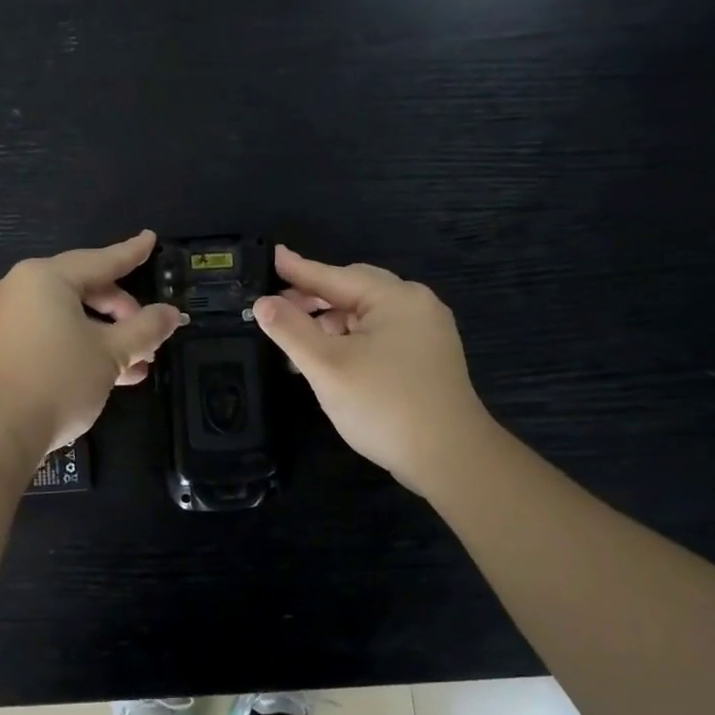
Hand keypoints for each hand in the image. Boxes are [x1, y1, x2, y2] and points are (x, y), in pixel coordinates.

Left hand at [0, 231, 184, 466]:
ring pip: (70, 316)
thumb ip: (145, 329)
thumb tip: (172, 314)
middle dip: (123, 315)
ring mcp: (8, 317)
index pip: (101, 260)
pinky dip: (80, 346)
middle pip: (86, 289)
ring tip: (138, 367)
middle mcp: (22, 288)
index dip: (132, 253)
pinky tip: (110, 374)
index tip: (151, 239)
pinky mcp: (2, 346)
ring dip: (106, 337)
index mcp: (46, 278)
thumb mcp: (111, 354)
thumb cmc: (57, 380)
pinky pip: (51, 333)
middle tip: (150, 340)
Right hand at [252, 245, 488, 497]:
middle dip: (314, 299)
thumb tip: (263, 302)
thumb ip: (291, 330)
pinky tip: (331, 358)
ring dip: (331, 322)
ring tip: (299, 341)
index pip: (333, 276)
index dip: (298, 269)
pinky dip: (352, 338)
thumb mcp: (327, 366)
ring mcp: (427, 331)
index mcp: (395, 297)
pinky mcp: (429, 357)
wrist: (450, 459)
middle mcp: (416, 305)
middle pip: (353, 290)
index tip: (272, 254)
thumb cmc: (384, 406)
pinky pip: (381, 333)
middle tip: (277, 308)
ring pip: (367, 314)